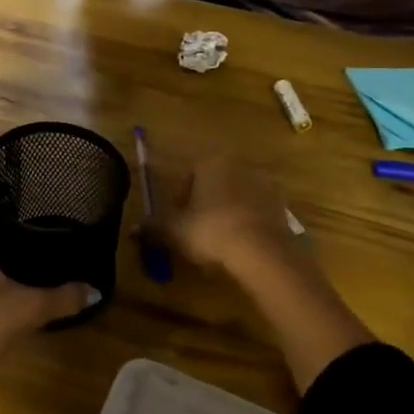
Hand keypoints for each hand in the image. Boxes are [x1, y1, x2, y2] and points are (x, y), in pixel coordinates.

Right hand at [153, 151, 303, 290]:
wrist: (262, 251)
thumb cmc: (211, 230)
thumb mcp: (174, 230)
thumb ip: (153, 227)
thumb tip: (132, 230)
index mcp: (210, 162)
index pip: (188, 175)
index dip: (180, 199)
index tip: (178, 221)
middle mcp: (237, 164)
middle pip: (213, 183)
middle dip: (204, 205)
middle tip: (197, 232)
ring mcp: (263, 182)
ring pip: (235, 196)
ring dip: (227, 214)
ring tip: (220, 243)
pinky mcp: (281, 203)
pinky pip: (255, 211)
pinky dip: (247, 223)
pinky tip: (241, 246)